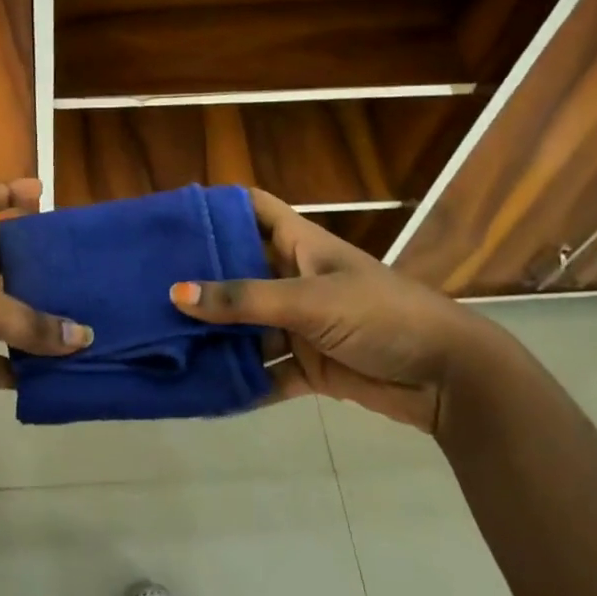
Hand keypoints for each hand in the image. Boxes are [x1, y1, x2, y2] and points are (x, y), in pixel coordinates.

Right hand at [171, 189, 491, 431]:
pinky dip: (242, 379)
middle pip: (239, 268)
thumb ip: (244, 300)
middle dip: (202, 277)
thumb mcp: (309, 300)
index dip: (216, 207)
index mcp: (299, 244)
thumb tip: (177, 294)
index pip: (251, 208)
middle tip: (148, 283)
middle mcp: (294, 277)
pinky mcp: (310, 364)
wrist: (447, 377)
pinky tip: (205, 388)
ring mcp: (301, 322)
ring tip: (163, 337)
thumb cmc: (380, 314)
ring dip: (216, 333)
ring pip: (247, 323)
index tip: (171, 216)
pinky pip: (266, 369)